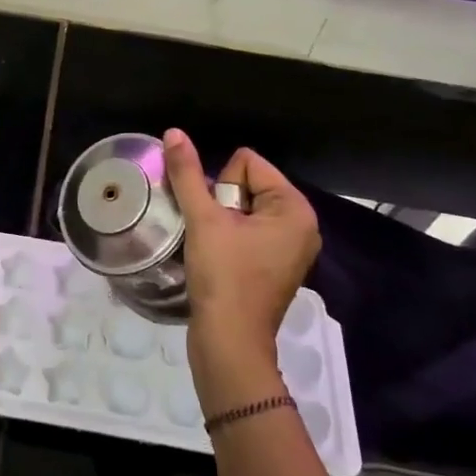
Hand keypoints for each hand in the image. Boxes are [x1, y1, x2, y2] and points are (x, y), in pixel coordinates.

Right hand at [163, 130, 321, 412]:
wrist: (229, 343)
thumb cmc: (223, 277)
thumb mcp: (203, 219)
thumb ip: (187, 173)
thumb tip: (174, 132)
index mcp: (295, 208)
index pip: (247, 163)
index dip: (221, 186)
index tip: (218, 220)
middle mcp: (301, 224)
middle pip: (246, 184)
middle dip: (221, 204)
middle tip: (215, 236)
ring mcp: (290, 248)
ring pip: (242, 209)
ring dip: (220, 221)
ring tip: (213, 248)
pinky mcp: (275, 266)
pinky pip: (247, 231)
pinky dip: (228, 239)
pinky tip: (218, 259)